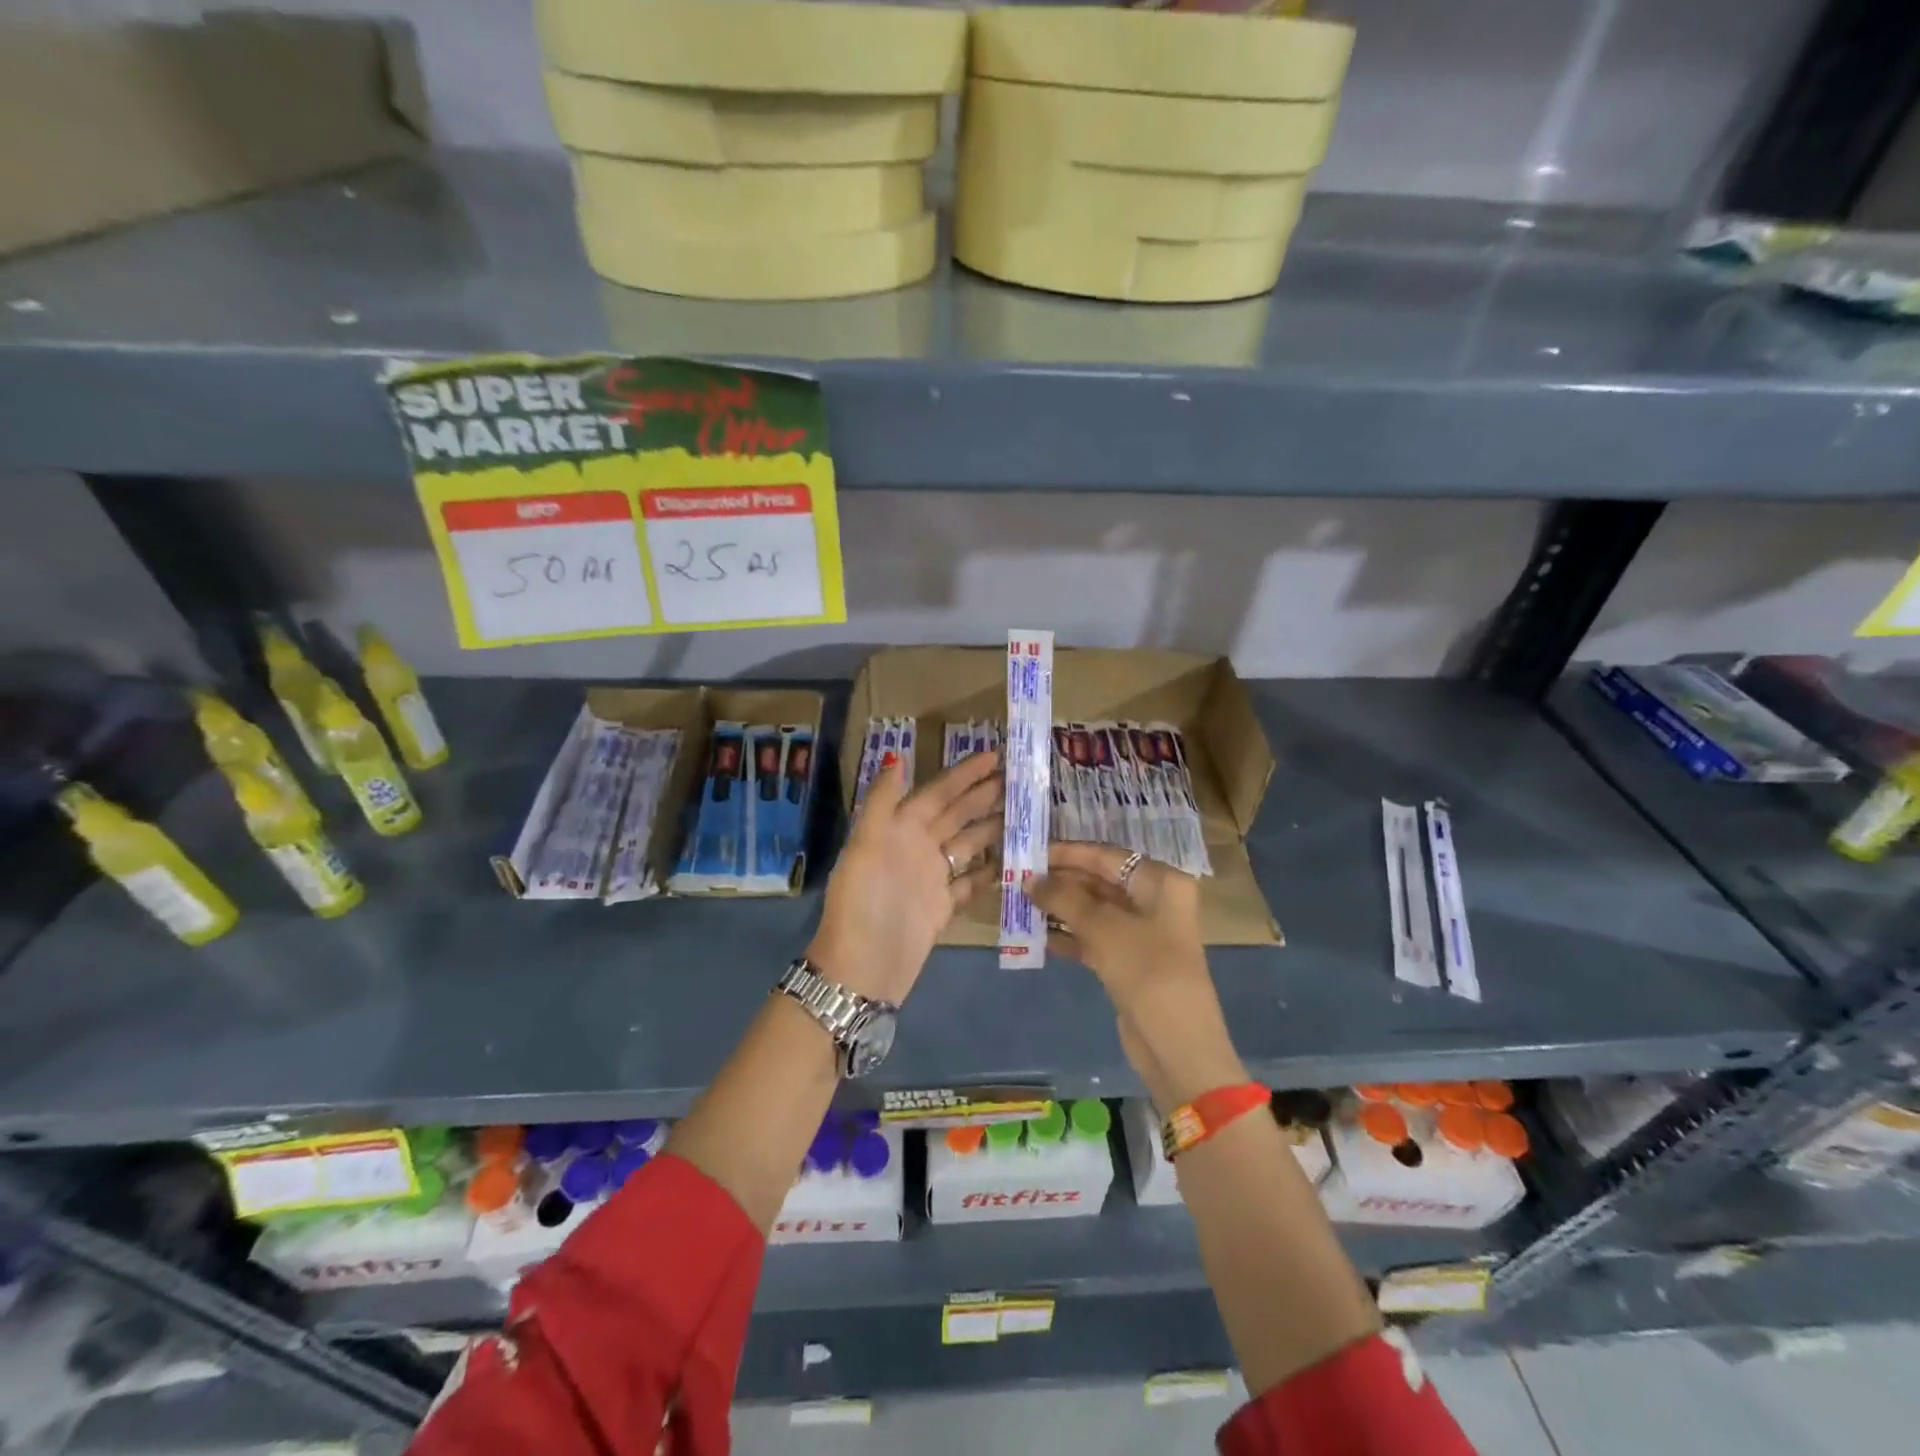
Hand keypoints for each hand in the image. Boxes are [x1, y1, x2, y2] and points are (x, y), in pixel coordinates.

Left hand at [808, 751, 1000, 1004]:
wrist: (863, 968)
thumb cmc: (864, 902)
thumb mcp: (865, 846)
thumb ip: (882, 801)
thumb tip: (898, 756)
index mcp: (898, 829)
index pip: (937, 793)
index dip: (963, 774)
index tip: (993, 755)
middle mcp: (916, 848)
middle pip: (955, 815)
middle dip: (983, 795)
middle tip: (1018, 779)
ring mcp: (931, 878)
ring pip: (967, 844)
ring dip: (992, 828)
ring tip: (1024, 814)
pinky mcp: (943, 907)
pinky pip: (971, 881)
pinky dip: (990, 870)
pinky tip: (1014, 859)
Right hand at [1031, 843, 1244, 1111]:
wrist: (1176, 1043)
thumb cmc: (1145, 969)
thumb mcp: (1102, 927)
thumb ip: (1064, 898)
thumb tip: (1029, 879)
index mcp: (1160, 881)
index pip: (1106, 856)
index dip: (1067, 853)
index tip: (1029, 851)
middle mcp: (1153, 901)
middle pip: (1099, 881)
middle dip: (1060, 882)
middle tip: (1017, 879)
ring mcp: (1142, 933)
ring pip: (1093, 911)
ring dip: (1059, 909)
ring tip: (1019, 904)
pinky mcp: (1129, 962)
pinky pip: (1093, 938)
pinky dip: (1068, 936)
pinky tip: (1037, 936)